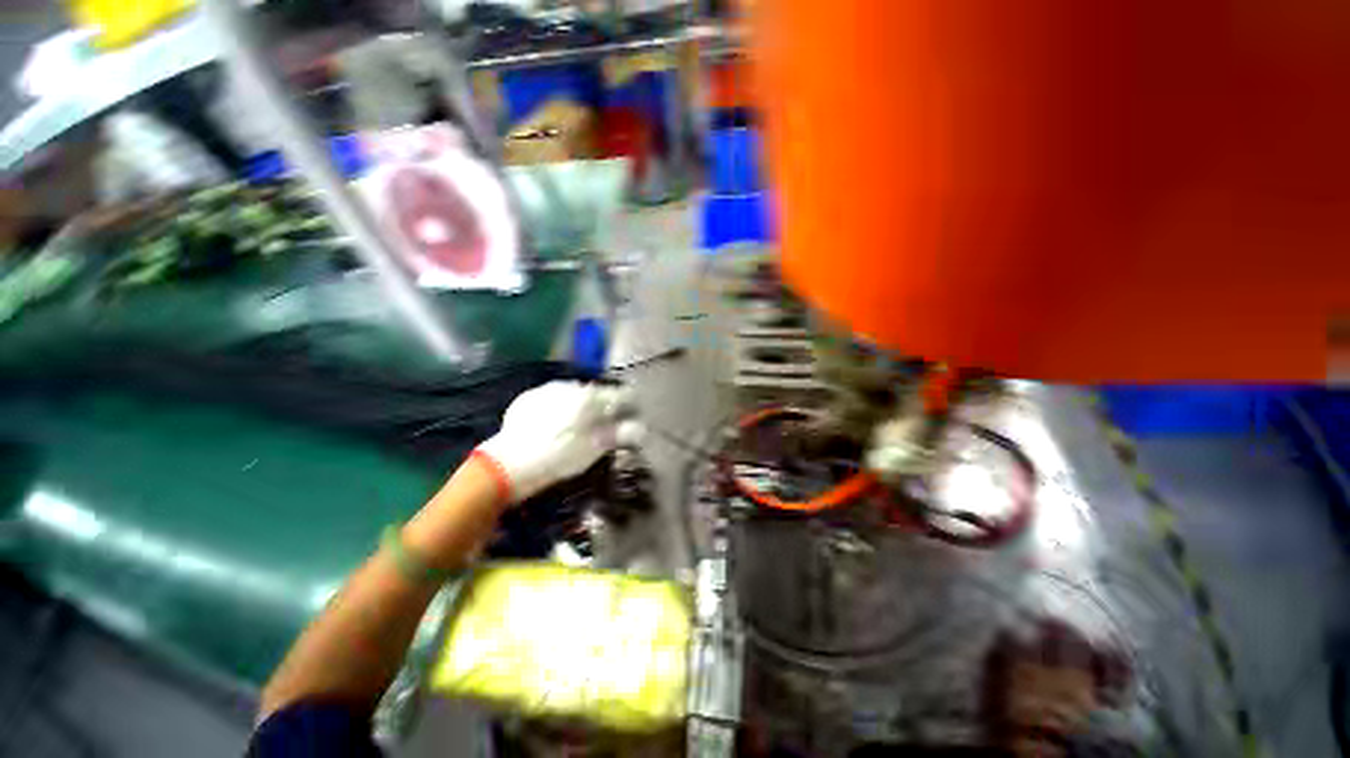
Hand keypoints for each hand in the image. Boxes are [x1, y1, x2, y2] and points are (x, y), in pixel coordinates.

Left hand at [476, 381, 637, 502]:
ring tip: (575, 425)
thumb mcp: (594, 450)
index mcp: (590, 397)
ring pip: (573, 394)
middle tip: (601, 424)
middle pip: (596, 393)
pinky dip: (558, 407)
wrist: (509, 464)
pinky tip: (552, 424)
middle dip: (602, 405)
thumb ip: (618, 435)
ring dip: (579, 405)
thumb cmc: (558, 457)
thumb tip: (641, 428)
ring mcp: (547, 389)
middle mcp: (570, 386)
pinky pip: (551, 398)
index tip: (630, 416)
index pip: (620, 394)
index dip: (628, 405)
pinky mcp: (528, 397)